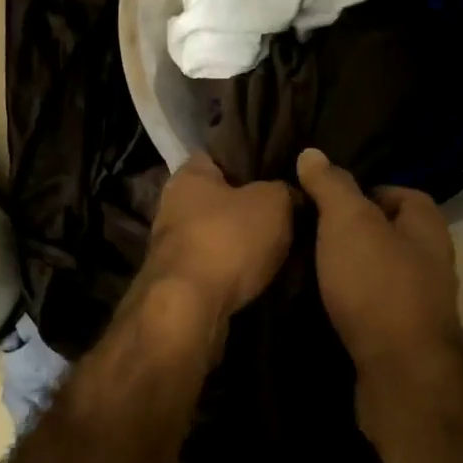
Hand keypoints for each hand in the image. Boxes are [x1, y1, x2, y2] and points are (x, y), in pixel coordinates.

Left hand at [138, 152, 293, 339]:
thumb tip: (290, 196)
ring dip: (244, 243)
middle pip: (221, 198)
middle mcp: (173, 206)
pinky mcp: (179, 281)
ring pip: (219, 235)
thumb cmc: (228, 239)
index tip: (282, 171)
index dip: (252, 160)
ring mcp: (173, 247)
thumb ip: (284, 191)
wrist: (190, 308)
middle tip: (289, 213)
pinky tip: (262, 275)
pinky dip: (236, 271)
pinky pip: (217, 266)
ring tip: (282, 247)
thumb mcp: (274, 202)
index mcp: (189, 174)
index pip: (221, 155)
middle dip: (251, 207)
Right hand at [295, 149, 462, 376]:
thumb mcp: (347, 222)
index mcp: (427, 223)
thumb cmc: (377, 284)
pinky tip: (326, 302)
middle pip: (388, 232)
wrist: (401, 371)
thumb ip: (331, 186)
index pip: (397, 191)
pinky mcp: (405, 333)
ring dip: (350, 268)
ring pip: (380, 269)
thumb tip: (312, 153)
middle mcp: (432, 257)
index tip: (324, 201)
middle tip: (310, 232)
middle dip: (352, 231)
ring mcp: (422, 298)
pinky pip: (375, 302)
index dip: (361, 192)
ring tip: (310, 266)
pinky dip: (353, 299)